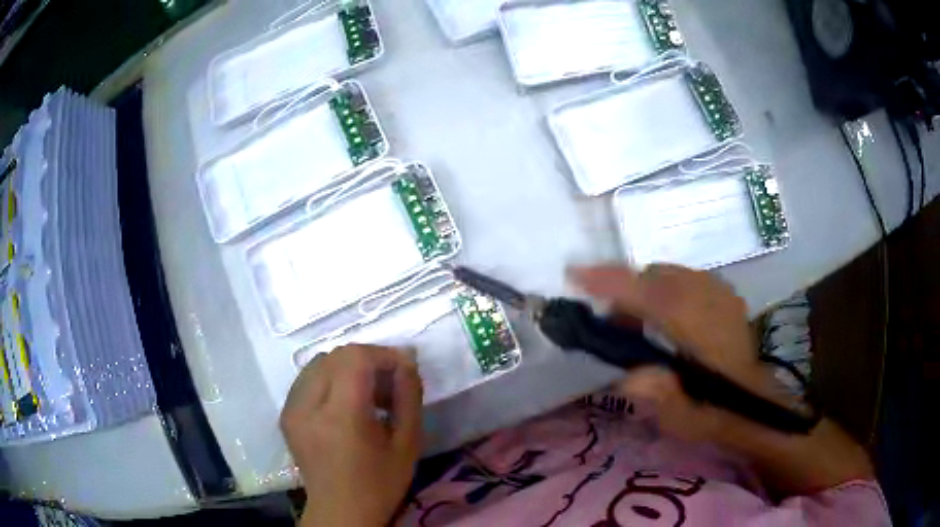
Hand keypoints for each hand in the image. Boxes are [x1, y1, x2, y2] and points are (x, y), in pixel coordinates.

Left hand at [281, 344, 422, 526]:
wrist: (340, 511)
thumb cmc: (379, 484)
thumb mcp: (407, 444)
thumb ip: (409, 397)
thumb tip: (406, 361)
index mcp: (340, 417)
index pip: (354, 357)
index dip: (382, 354)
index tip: (403, 369)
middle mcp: (307, 406)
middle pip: (335, 356)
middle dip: (367, 361)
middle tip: (388, 384)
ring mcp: (291, 409)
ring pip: (319, 363)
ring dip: (347, 368)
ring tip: (367, 394)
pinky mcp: (286, 414)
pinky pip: (307, 379)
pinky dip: (330, 379)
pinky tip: (345, 403)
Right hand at [571, 264, 771, 442]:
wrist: (753, 403)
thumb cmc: (714, 412)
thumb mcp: (684, 419)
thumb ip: (660, 396)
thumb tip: (629, 377)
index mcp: (703, 329)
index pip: (652, 294)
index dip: (612, 282)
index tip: (575, 275)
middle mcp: (711, 299)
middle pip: (655, 276)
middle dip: (624, 292)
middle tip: (611, 326)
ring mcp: (719, 290)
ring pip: (668, 274)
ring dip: (643, 292)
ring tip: (636, 327)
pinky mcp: (723, 292)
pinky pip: (682, 278)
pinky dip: (662, 290)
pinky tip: (663, 319)